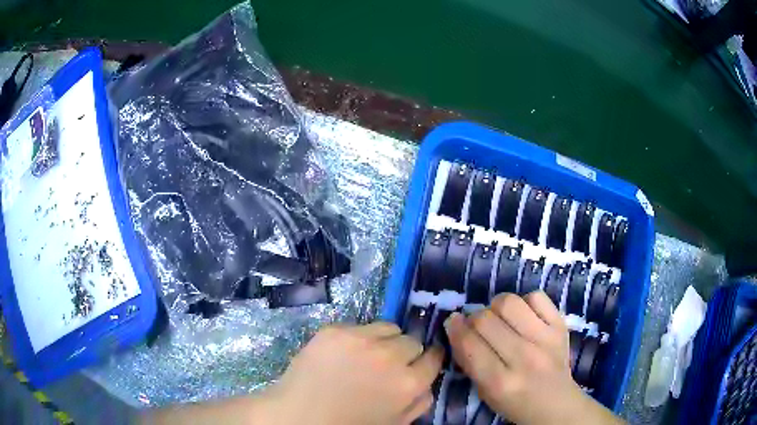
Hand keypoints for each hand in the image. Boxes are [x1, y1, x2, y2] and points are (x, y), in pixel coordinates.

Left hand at [269, 322, 443, 424]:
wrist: (301, 416)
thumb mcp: (396, 423)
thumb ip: (419, 402)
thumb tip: (426, 382)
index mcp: (408, 383)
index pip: (433, 357)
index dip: (428, 359)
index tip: (422, 361)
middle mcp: (389, 356)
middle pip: (412, 340)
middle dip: (405, 352)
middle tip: (389, 364)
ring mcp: (359, 340)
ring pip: (388, 327)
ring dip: (385, 340)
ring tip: (367, 355)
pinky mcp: (334, 330)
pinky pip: (359, 326)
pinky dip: (357, 338)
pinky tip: (343, 354)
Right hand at [445, 291, 622, 424]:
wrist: (556, 402)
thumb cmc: (515, 402)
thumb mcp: (484, 392)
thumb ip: (468, 361)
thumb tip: (455, 327)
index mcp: (500, 381)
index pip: (469, 344)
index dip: (455, 328)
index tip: (452, 322)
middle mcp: (524, 358)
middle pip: (486, 319)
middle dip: (474, 319)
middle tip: (477, 326)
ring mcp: (546, 339)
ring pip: (509, 302)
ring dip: (496, 306)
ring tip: (500, 317)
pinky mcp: (560, 326)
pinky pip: (536, 297)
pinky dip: (525, 302)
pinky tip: (523, 316)